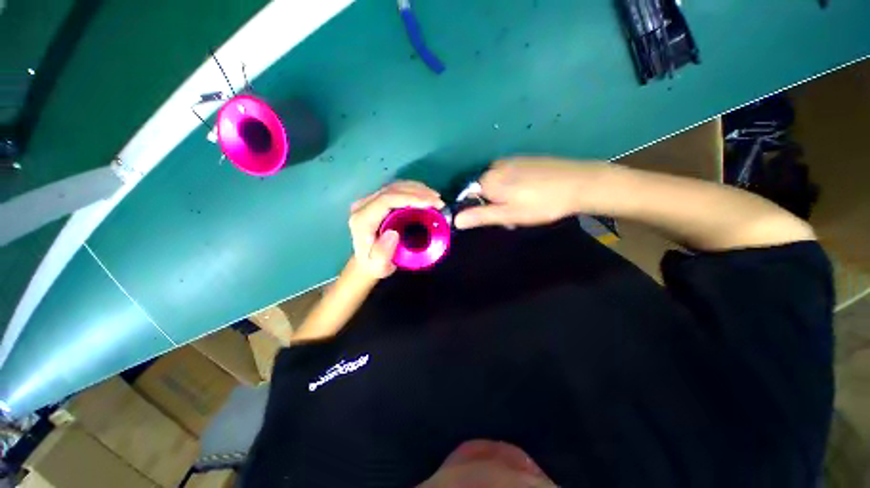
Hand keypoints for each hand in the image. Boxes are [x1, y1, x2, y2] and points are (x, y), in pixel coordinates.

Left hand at [349, 181, 444, 278]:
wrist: (366, 261)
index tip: (430, 203)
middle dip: (418, 192)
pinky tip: (426, 195)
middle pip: (392, 190)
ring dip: (417, 189)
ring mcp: (369, 201)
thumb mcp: (379, 266)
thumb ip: (383, 253)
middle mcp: (363, 206)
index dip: (410, 198)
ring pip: (395, 187)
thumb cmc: (374, 265)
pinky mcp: (376, 199)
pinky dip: (413, 190)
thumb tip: (394, 233)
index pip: (386, 200)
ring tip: (435, 198)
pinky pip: (396, 189)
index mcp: (362, 220)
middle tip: (438, 201)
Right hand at [454, 158, 609, 228]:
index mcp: (488, 179)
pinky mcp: (524, 159)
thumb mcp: (508, 214)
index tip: (496, 218)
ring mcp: (511, 160)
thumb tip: (455, 220)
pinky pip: (509, 175)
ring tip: (523, 206)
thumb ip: (480, 216)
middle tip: (512, 216)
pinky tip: (530, 194)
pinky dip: (513, 187)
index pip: (469, 196)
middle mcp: (495, 166)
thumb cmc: (540, 204)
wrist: (579, 183)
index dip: (479, 209)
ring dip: (504, 197)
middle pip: (483, 189)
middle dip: (493, 204)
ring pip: (497, 183)